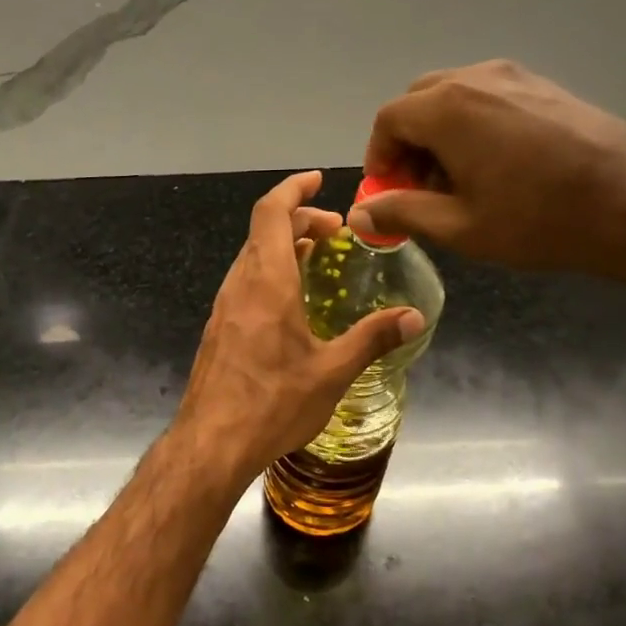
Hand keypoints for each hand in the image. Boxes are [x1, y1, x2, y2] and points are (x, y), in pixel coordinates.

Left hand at [178, 171, 424, 482]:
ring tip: (317, 260)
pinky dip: (269, 274)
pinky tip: (290, 303)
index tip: (317, 181)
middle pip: (263, 233)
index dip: (293, 190)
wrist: (211, 444)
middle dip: (299, 221)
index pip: (271, 213)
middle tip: (336, 233)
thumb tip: (414, 317)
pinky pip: (244, 284)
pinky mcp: (218, 331)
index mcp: (266, 283)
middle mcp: (239, 286)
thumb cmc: (273, 405)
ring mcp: (224, 309)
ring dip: (283, 248)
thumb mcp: (331, 372)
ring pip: (251, 259)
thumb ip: (372, 339)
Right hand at [349, 60, 625, 285]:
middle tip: (419, 189)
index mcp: (447, 108)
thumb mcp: (458, 226)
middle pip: (419, 102)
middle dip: (407, 144)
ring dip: (439, 135)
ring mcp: (516, 76)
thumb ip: (401, 212)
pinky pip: (488, 98)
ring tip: (457, 183)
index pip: (388, 119)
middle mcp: (477, 77)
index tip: (388, 194)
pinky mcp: (545, 86)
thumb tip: (358, 215)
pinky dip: (472, 126)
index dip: (378, 157)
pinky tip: (495, 168)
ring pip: (454, 97)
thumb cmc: (537, 219)